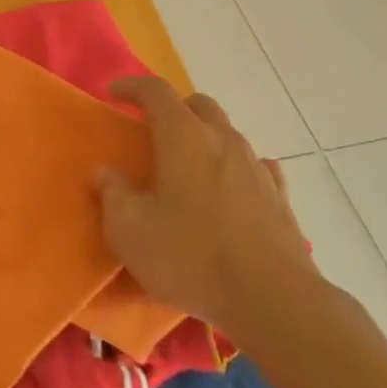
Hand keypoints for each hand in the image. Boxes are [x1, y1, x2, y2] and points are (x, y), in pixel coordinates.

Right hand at [98, 77, 316, 328]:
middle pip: (198, 104)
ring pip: (228, 133)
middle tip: (153, 129)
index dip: (132, 87)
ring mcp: (256, 166)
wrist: (272, 300)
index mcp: (183, 137)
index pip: (156, 91)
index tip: (113, 94)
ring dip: (205, 137)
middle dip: (173, 108)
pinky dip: (236, 167)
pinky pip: (256, 166)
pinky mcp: (279, 197)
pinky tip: (231, 187)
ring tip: (188, 164)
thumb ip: (113, 195)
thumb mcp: (130, 231)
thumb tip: (107, 173)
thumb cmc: (190, 257)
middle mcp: (223, 140)